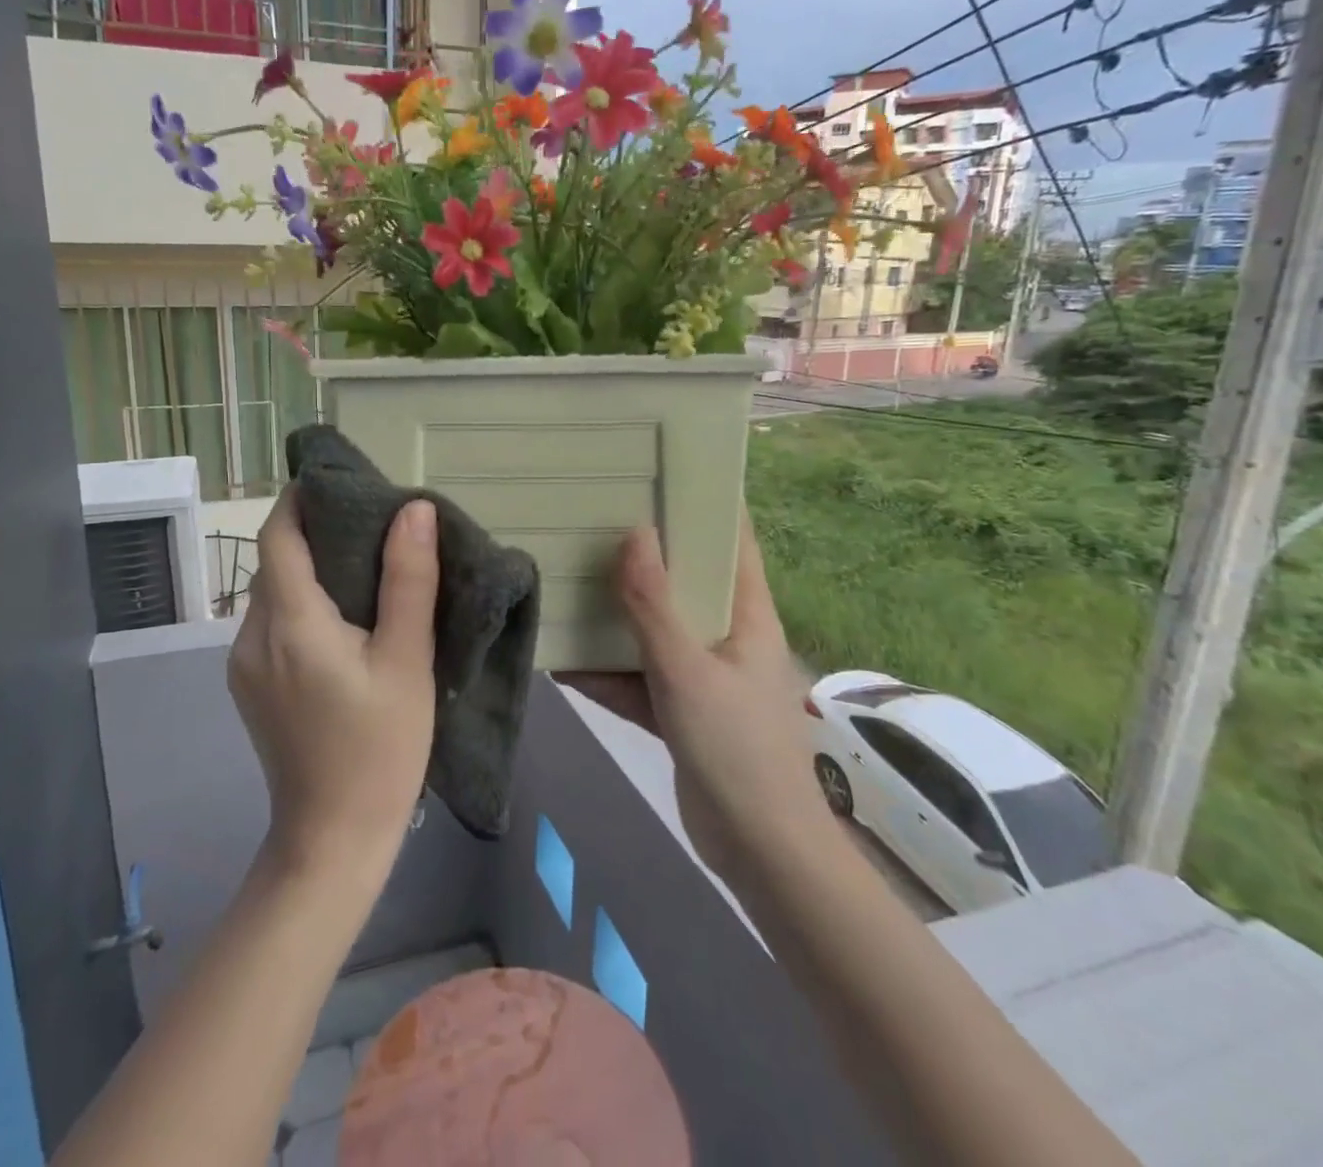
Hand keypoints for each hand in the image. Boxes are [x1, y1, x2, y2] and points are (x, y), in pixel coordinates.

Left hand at [230, 486, 439, 876]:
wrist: (334, 839)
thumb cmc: (380, 748)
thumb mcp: (407, 660)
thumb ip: (408, 580)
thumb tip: (413, 509)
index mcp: (290, 623)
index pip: (278, 534)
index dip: (303, 498)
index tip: (344, 482)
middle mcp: (253, 636)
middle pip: (276, 560)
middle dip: (317, 531)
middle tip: (373, 523)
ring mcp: (245, 664)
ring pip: (274, 592)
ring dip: (311, 568)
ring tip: (366, 565)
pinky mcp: (251, 685)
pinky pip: (273, 622)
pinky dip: (303, 602)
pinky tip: (342, 616)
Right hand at [559, 516, 823, 883]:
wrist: (759, 850)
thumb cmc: (736, 747)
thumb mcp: (686, 669)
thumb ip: (654, 605)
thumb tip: (634, 532)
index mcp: (747, 614)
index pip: (735, 541)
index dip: (709, 503)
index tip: (666, 472)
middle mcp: (727, 636)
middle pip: (686, 581)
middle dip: (647, 553)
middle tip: (599, 517)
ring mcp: (703, 675)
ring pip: (656, 630)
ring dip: (618, 615)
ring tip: (571, 579)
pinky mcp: (681, 711)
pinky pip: (639, 677)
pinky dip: (607, 670)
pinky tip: (562, 657)